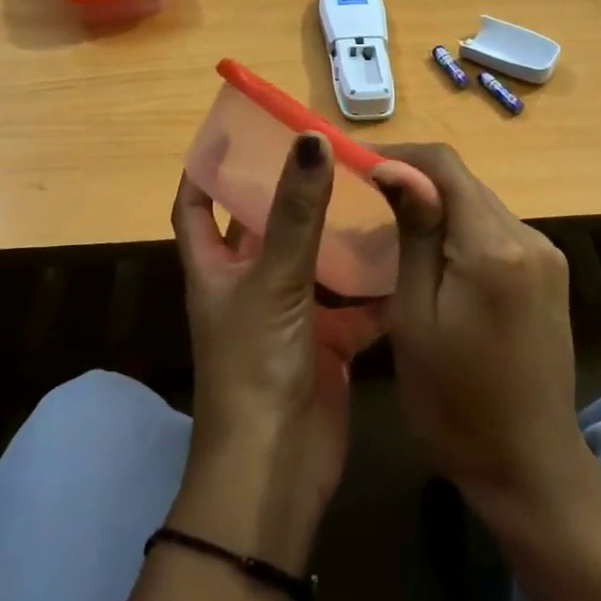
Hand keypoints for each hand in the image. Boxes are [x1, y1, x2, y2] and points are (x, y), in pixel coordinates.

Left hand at [170, 132, 375, 569]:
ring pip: (314, 261)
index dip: (205, 168)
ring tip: (372, 189)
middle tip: (326, 150)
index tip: (234, 130)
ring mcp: (289, 315)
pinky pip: (354, 305)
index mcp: (215, 269)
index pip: (195, 205)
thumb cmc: (256, 365)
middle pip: (262, 225)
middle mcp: (247, 285)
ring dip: (337, 234)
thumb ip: (297, 212)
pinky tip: (405, 255)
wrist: (278, 469)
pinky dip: (375, 286)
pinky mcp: (327, 343)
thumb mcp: (274, 280)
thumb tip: (310, 139)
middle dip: (287, 191)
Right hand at [373, 144, 594, 518]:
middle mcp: (531, 237)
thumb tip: (394, 167)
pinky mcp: (550, 274)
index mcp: (495, 246)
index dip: (400, 153)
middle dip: (416, 180)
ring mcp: (546, 255)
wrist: (529, 468)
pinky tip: (436, 255)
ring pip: (481, 204)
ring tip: (392, 224)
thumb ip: (414, 232)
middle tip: (367, 197)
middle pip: (466, 183)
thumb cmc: (454, 403)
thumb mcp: (415, 316)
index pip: (446, 166)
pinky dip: (463, 230)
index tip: (357, 163)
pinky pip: (498, 230)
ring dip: (439, 205)